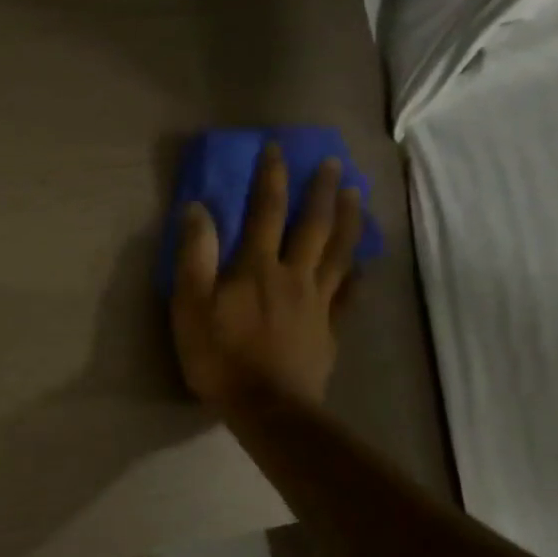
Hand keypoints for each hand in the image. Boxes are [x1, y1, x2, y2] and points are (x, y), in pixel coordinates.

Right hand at [171, 145, 363, 407]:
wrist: (267, 407)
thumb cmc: (219, 358)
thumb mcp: (190, 307)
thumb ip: (194, 258)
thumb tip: (198, 209)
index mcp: (256, 268)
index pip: (265, 212)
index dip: (271, 178)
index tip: (276, 149)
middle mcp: (293, 275)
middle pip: (313, 225)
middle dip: (321, 191)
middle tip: (333, 163)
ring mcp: (317, 302)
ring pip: (340, 253)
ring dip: (350, 220)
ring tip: (357, 196)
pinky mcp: (330, 329)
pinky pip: (350, 294)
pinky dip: (359, 274)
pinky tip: (367, 262)